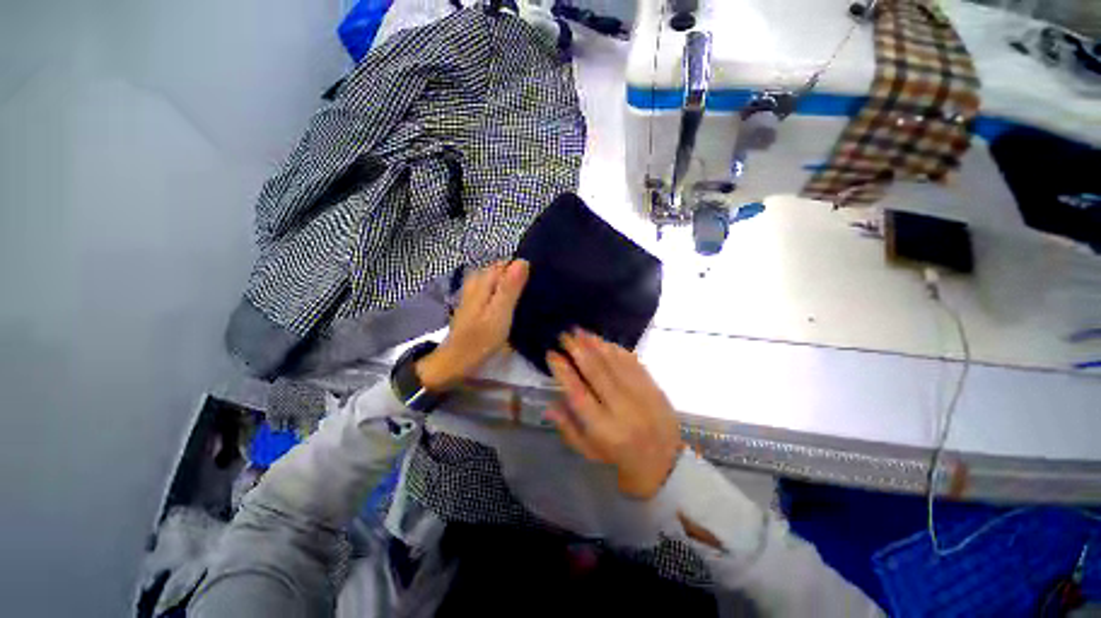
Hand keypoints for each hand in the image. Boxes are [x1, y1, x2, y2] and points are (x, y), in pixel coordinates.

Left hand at [416, 260, 529, 390]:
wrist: (457, 360)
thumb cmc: (481, 339)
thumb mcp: (500, 313)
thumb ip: (510, 287)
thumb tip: (523, 261)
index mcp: (483, 280)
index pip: (507, 263)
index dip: (523, 269)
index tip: (537, 283)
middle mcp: (477, 281)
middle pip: (501, 270)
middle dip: (518, 277)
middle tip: (534, 294)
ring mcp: (474, 293)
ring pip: (498, 281)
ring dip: (512, 287)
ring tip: (527, 300)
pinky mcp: (476, 304)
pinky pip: (494, 291)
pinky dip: (504, 295)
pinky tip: (513, 306)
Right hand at [545, 330, 683, 498]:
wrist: (665, 465)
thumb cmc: (620, 460)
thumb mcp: (589, 452)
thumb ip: (568, 428)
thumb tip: (549, 405)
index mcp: (603, 428)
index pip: (577, 392)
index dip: (563, 371)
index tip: (552, 354)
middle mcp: (621, 408)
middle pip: (596, 371)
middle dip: (578, 349)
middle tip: (564, 335)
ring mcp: (640, 395)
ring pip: (614, 362)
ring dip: (596, 344)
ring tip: (581, 331)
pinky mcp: (654, 388)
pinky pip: (633, 362)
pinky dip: (617, 349)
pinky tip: (605, 341)